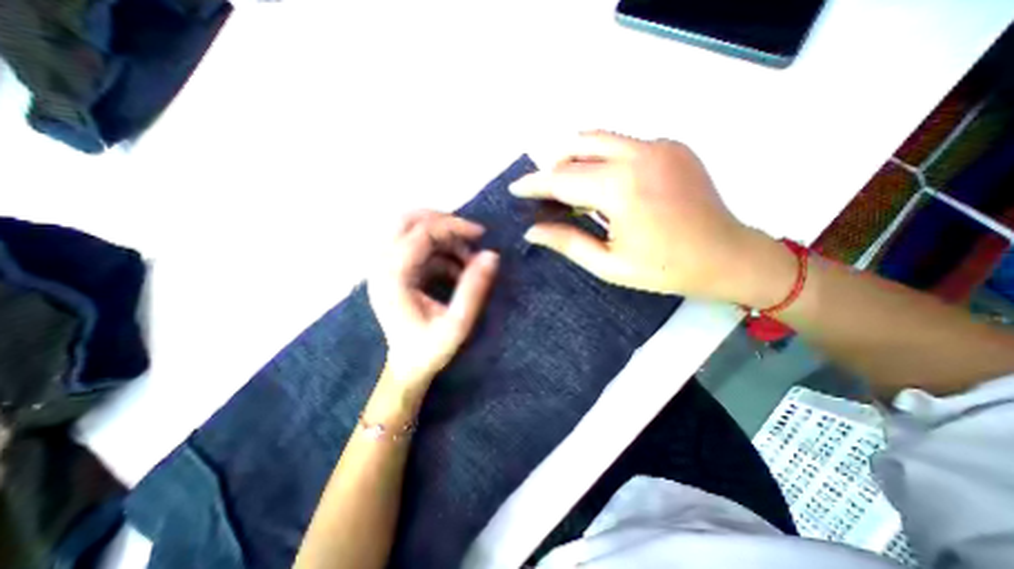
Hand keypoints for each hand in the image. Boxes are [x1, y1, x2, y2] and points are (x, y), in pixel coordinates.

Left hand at [371, 211, 500, 385]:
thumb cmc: (430, 349)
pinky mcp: (394, 272)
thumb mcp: (458, 323)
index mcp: (392, 278)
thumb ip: (474, 288)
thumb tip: (491, 255)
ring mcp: (385, 268)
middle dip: (442, 221)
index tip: (480, 233)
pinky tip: (457, 269)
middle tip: (469, 234)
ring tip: (467, 259)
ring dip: (443, 237)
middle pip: (406, 221)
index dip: (452, 227)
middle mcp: (382, 266)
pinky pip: (417, 247)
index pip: (420, 233)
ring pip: (411, 230)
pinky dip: (439, 251)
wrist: (407, 368)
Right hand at [511, 131, 786, 306]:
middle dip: (554, 169)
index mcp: (621, 187)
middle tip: (546, 194)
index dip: (534, 183)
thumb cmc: (664, 269)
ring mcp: (660, 145)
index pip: (562, 178)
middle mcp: (639, 154)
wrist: (728, 257)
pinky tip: (607, 186)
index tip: (515, 188)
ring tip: (571, 189)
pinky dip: (604, 161)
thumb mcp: (608, 264)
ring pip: (600, 140)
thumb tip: (532, 230)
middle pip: (578, 147)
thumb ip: (567, 242)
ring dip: (577, 160)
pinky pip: (624, 145)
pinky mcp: (672, 146)